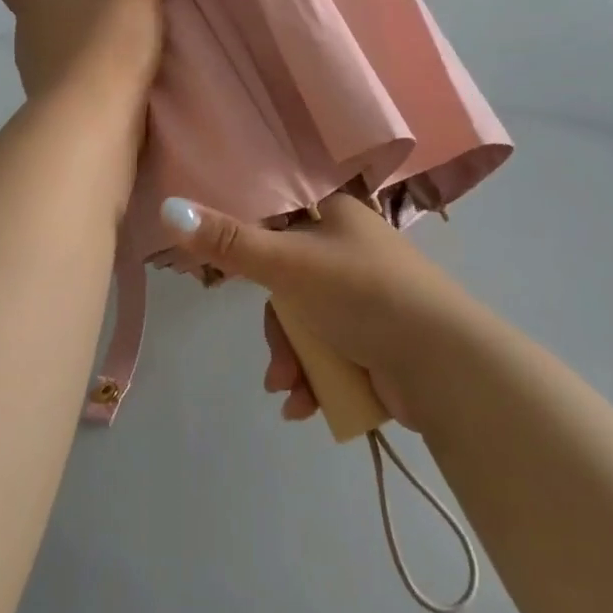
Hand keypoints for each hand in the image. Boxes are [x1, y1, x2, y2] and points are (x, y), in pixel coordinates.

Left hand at [0, 0, 190, 107]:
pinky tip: (119, 79)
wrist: (94, 123)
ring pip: (52, 54)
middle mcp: (27, 40)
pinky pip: (73, 87)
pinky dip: (90, 80)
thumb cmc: (103, 46)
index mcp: (34, 4)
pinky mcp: (59, 114)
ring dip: (74, 47)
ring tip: (110, 38)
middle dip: (55, 8)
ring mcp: (39, 81)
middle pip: (32, 18)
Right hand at [160, 192, 484, 431]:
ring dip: (292, 361)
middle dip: (277, 331)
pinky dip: (316, 378)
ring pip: (306, 324)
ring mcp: (367, 297)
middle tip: (278, 362)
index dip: (251, 253)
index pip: (276, 222)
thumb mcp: (287, 265)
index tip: (233, 282)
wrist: (446, 366)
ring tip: (292, 392)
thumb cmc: (363, 295)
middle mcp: (351, 250)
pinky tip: (308, 406)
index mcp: (336, 215)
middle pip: (287, 285)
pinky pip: (330, 352)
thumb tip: (167, 206)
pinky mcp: (379, 339)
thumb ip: (228, 243)